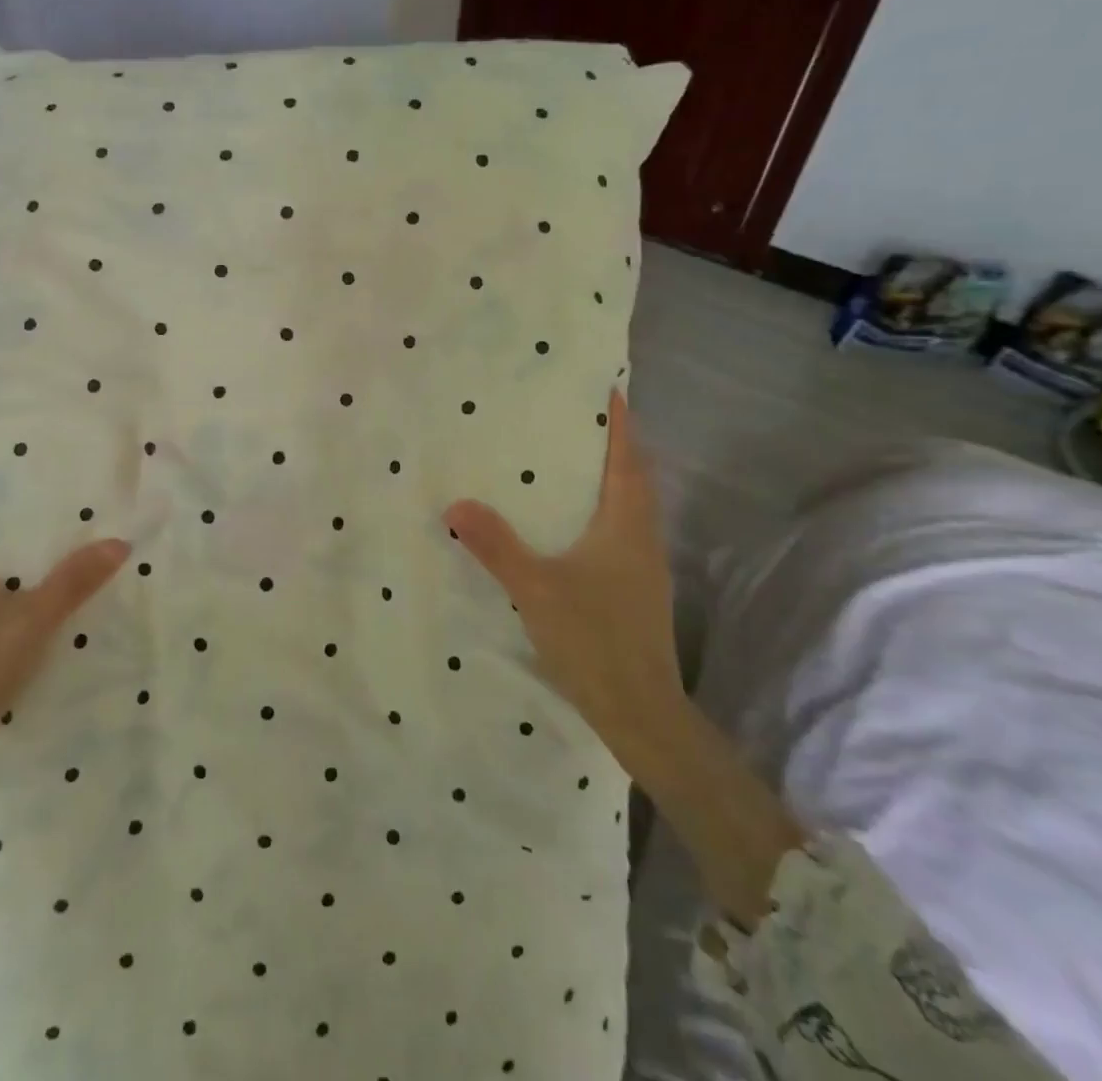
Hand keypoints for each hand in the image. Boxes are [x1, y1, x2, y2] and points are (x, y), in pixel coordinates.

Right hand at [446, 387, 687, 777]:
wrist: (640, 711)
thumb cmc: (593, 638)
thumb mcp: (535, 588)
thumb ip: (495, 545)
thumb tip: (456, 504)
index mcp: (626, 525)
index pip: (628, 459)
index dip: (620, 423)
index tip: (608, 390)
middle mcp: (643, 537)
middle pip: (636, 477)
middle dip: (615, 445)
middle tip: (578, 419)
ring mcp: (645, 566)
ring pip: (632, 506)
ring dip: (612, 477)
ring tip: (572, 461)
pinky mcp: (638, 590)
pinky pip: (623, 531)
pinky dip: (605, 510)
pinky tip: (573, 523)